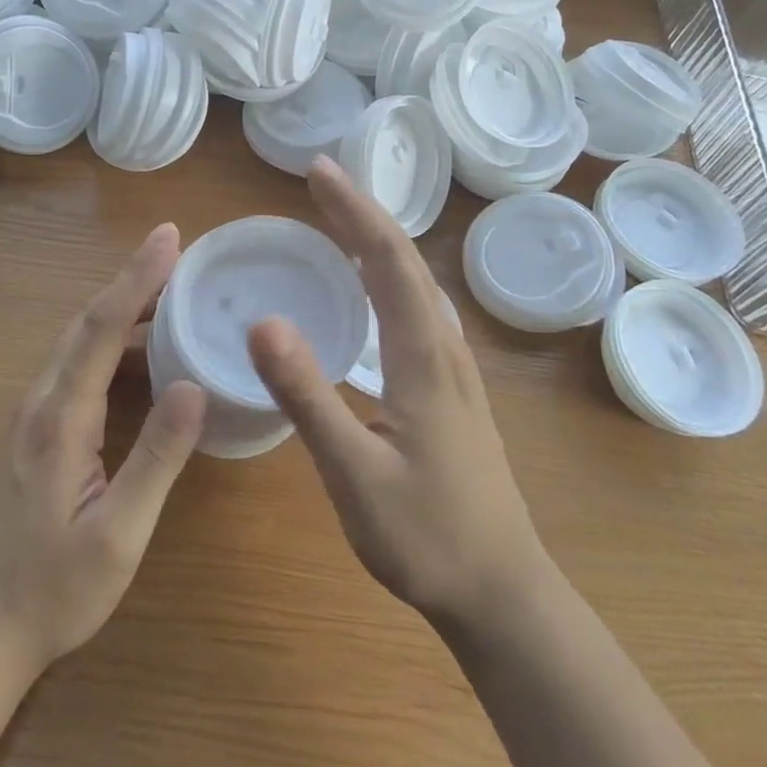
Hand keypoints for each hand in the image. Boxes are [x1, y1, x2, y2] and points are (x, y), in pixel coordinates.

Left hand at [0, 224, 206, 679]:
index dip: (137, 277)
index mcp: (60, 419)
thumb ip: (156, 458)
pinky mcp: (34, 428)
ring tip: (172, 292)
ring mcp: (32, 413)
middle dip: (133, 279)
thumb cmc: (56, 589)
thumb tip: (192, 385)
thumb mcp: (119, 534)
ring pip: (79, 340)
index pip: (103, 328)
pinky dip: (112, 341)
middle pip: (88, 322)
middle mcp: (40, 401)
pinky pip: (76, 364)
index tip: (169, 236)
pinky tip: (144, 353)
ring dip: (123, 307)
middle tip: (178, 251)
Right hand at [248, 158, 543, 627]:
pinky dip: (388, 276)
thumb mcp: (354, 473)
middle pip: (406, 261)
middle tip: (320, 180)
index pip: (389, 262)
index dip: (353, 211)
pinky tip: (373, 289)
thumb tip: (263, 320)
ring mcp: (454, 369)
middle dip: (362, 213)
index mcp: (424, 358)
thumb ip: (307, 396)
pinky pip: (417, 309)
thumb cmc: (427, 538)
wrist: (503, 595)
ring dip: (377, 240)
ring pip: (416, 283)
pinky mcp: (451, 389)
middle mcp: (444, 349)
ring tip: (339, 218)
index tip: (318, 171)